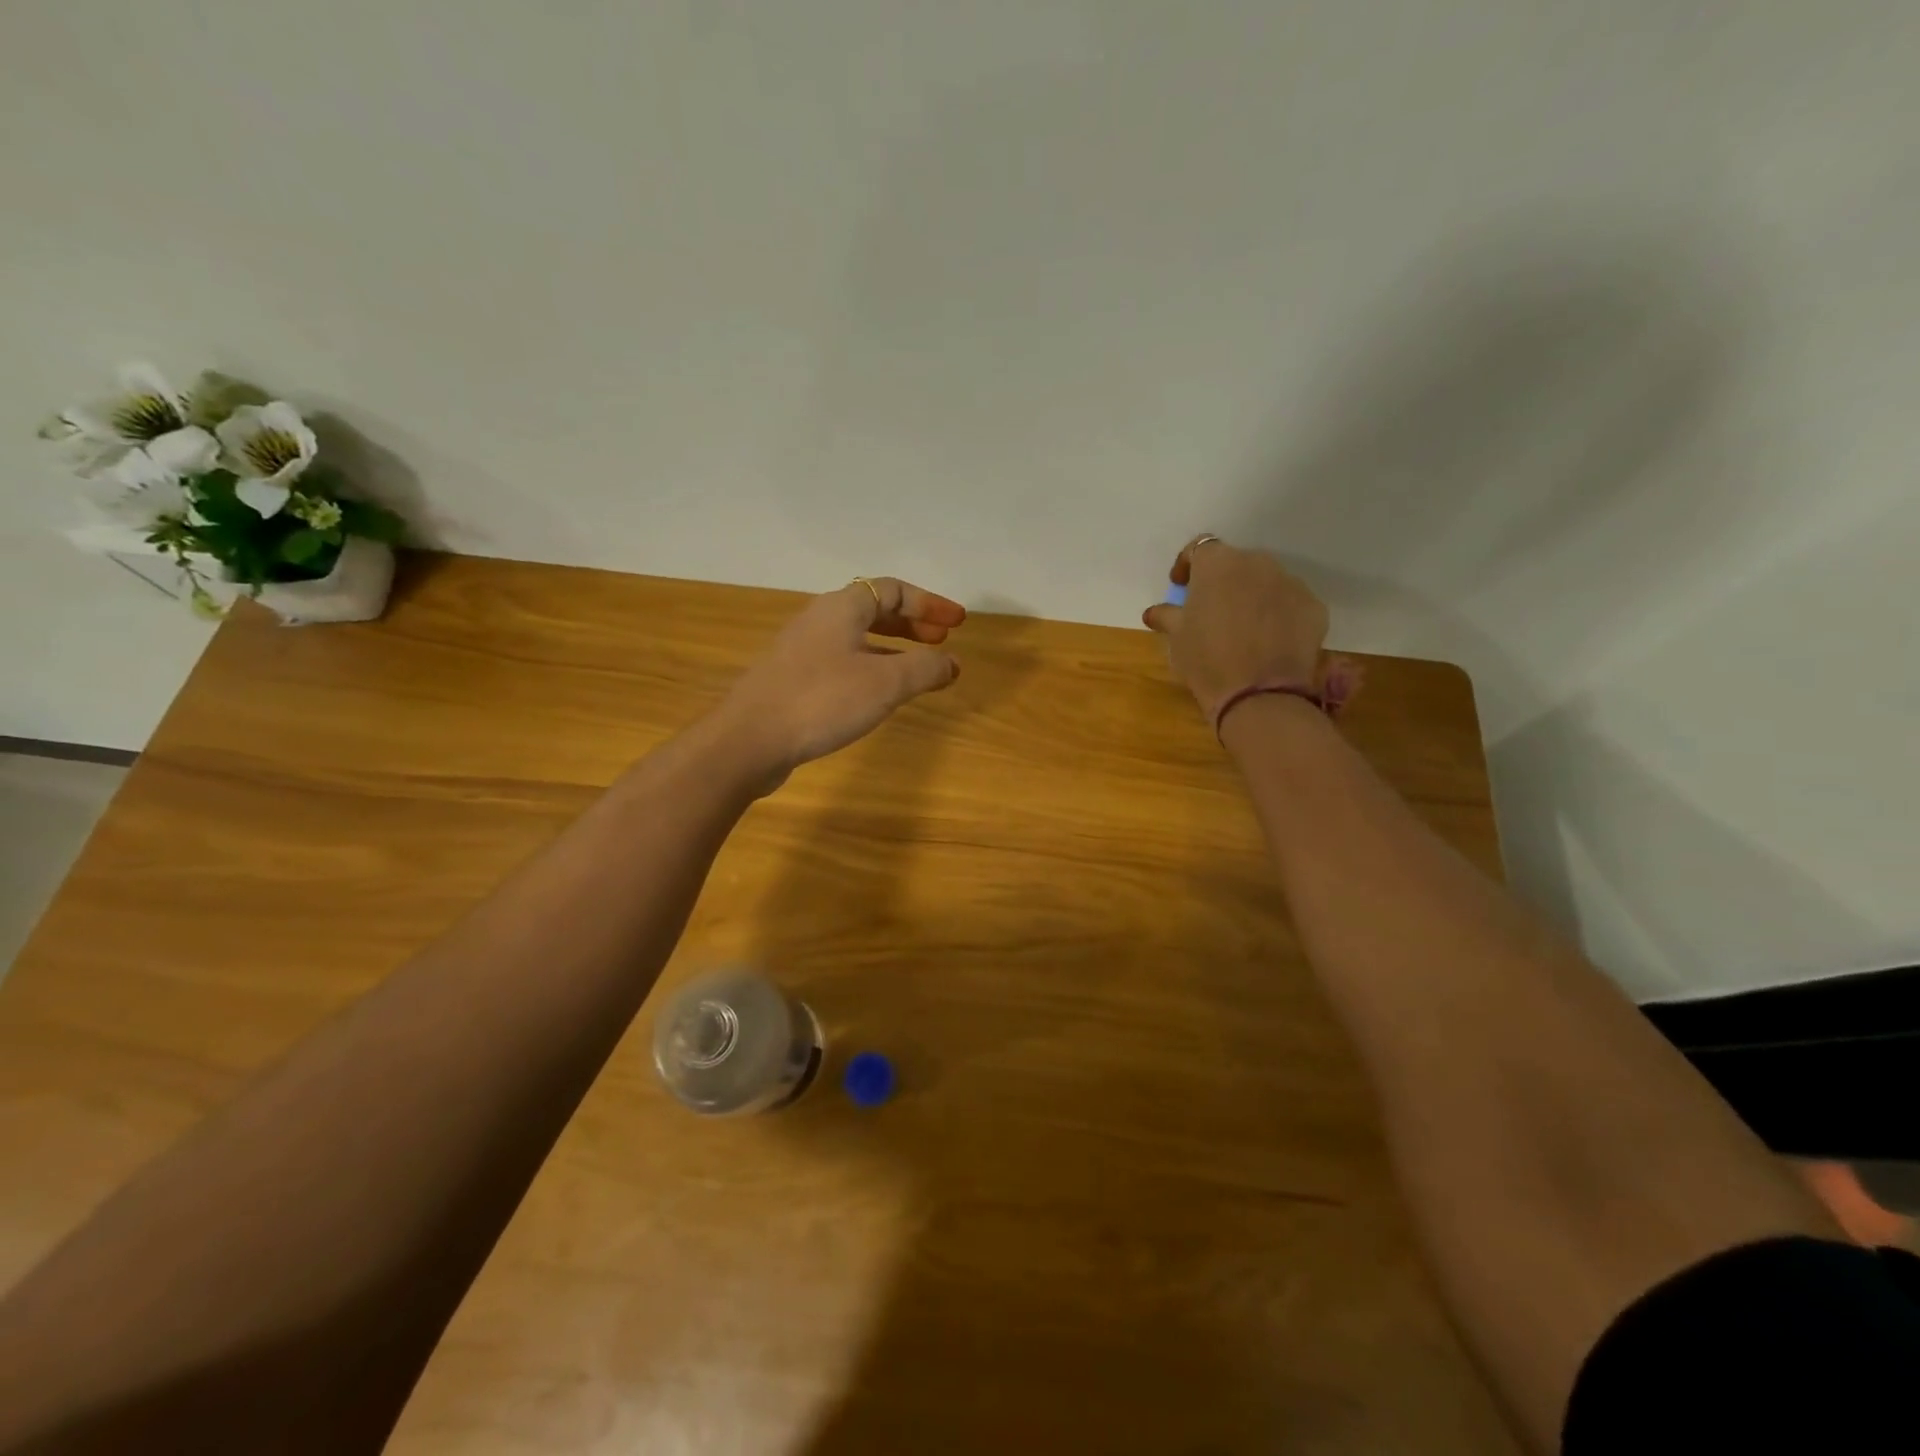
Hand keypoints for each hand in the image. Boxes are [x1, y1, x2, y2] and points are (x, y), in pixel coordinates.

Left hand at [719, 577, 965, 785]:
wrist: (749, 739)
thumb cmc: (822, 701)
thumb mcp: (885, 683)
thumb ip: (925, 668)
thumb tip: (952, 662)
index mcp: (842, 608)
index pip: (893, 589)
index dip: (929, 603)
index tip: (957, 623)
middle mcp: (820, 620)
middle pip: (874, 610)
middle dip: (912, 624)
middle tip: (942, 642)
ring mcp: (802, 650)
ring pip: (857, 638)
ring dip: (893, 648)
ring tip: (918, 670)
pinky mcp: (792, 679)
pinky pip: (842, 662)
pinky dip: (871, 668)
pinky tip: (878, 694)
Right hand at [1142, 535, 1329, 722]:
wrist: (1259, 696)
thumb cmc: (1207, 660)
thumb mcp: (1177, 639)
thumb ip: (1167, 616)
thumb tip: (1155, 612)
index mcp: (1218, 564)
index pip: (1200, 548)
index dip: (1187, 564)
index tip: (1179, 585)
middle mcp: (1257, 563)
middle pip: (1236, 563)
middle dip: (1222, 581)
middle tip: (1211, 609)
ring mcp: (1291, 583)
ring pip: (1265, 581)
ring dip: (1251, 596)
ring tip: (1242, 627)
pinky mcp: (1314, 607)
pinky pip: (1289, 603)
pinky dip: (1278, 614)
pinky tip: (1268, 641)